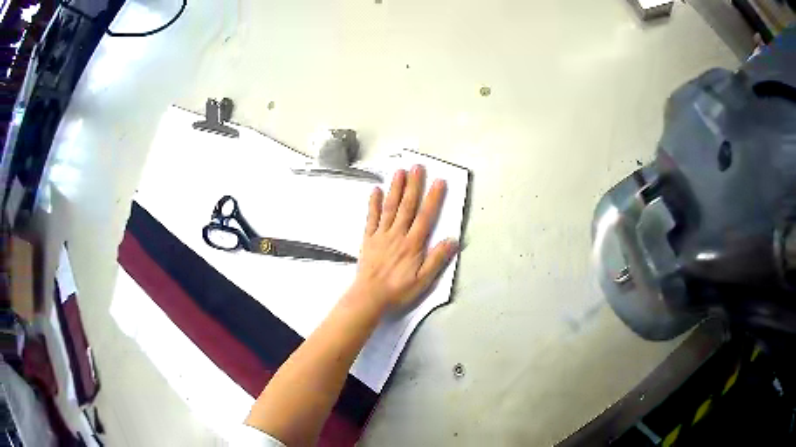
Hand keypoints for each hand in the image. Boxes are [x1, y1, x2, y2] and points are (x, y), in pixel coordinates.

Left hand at [351, 165, 457, 311]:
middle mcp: (397, 234)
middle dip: (413, 185)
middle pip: (407, 206)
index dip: (433, 198)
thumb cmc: (398, 290)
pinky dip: (373, 203)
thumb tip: (452, 239)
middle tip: (417, 166)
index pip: (425, 216)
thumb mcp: (423, 280)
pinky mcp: (368, 238)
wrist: (369, 297)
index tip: (439, 181)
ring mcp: (381, 234)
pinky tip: (375, 190)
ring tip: (399, 171)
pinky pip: (371, 217)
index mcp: (413, 244)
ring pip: (390, 207)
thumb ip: (437, 259)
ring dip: (396, 188)